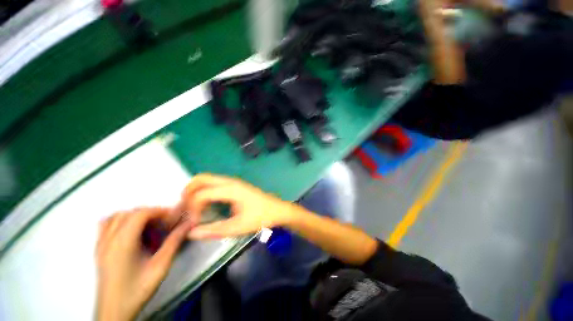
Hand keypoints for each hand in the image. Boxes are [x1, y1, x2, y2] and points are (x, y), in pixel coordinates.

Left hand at [96, 208, 193, 320]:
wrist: (115, 310)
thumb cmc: (137, 289)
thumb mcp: (161, 266)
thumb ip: (174, 242)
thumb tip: (189, 224)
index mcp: (122, 243)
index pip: (140, 214)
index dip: (159, 211)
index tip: (172, 217)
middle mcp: (108, 239)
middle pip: (129, 213)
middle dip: (150, 213)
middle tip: (164, 223)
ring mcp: (101, 243)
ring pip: (116, 216)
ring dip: (135, 216)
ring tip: (148, 226)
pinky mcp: (98, 249)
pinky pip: (106, 225)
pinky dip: (120, 221)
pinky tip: (131, 231)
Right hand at [176, 173, 294, 238]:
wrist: (276, 209)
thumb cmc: (260, 217)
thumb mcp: (238, 227)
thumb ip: (214, 230)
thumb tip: (191, 233)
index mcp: (231, 190)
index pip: (201, 193)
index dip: (192, 208)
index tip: (194, 223)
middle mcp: (230, 182)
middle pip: (201, 179)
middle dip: (188, 192)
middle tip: (183, 210)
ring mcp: (233, 182)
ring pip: (207, 179)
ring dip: (195, 190)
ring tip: (190, 207)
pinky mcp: (235, 185)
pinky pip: (214, 183)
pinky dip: (203, 190)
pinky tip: (203, 203)